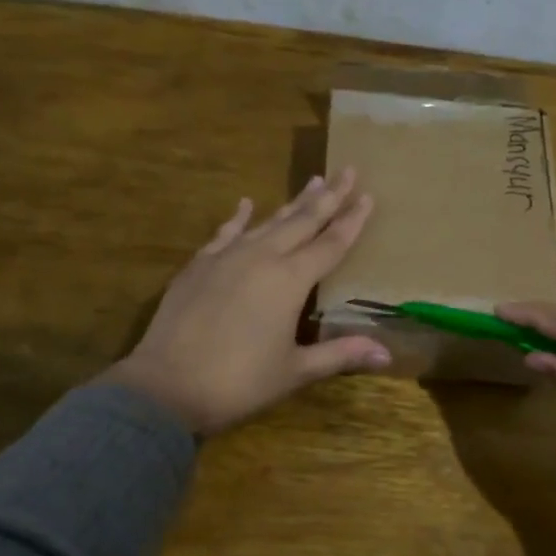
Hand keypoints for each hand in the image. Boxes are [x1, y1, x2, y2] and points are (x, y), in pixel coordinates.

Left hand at [102, 170, 392, 434]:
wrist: (167, 385)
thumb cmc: (239, 382)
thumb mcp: (295, 371)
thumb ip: (340, 354)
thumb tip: (387, 353)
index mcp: (290, 281)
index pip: (330, 243)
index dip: (351, 221)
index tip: (368, 195)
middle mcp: (261, 257)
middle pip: (302, 221)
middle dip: (328, 197)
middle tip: (347, 170)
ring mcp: (226, 257)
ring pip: (267, 222)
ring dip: (292, 203)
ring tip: (312, 182)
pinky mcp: (199, 265)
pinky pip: (225, 232)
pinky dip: (238, 217)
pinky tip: (245, 204)